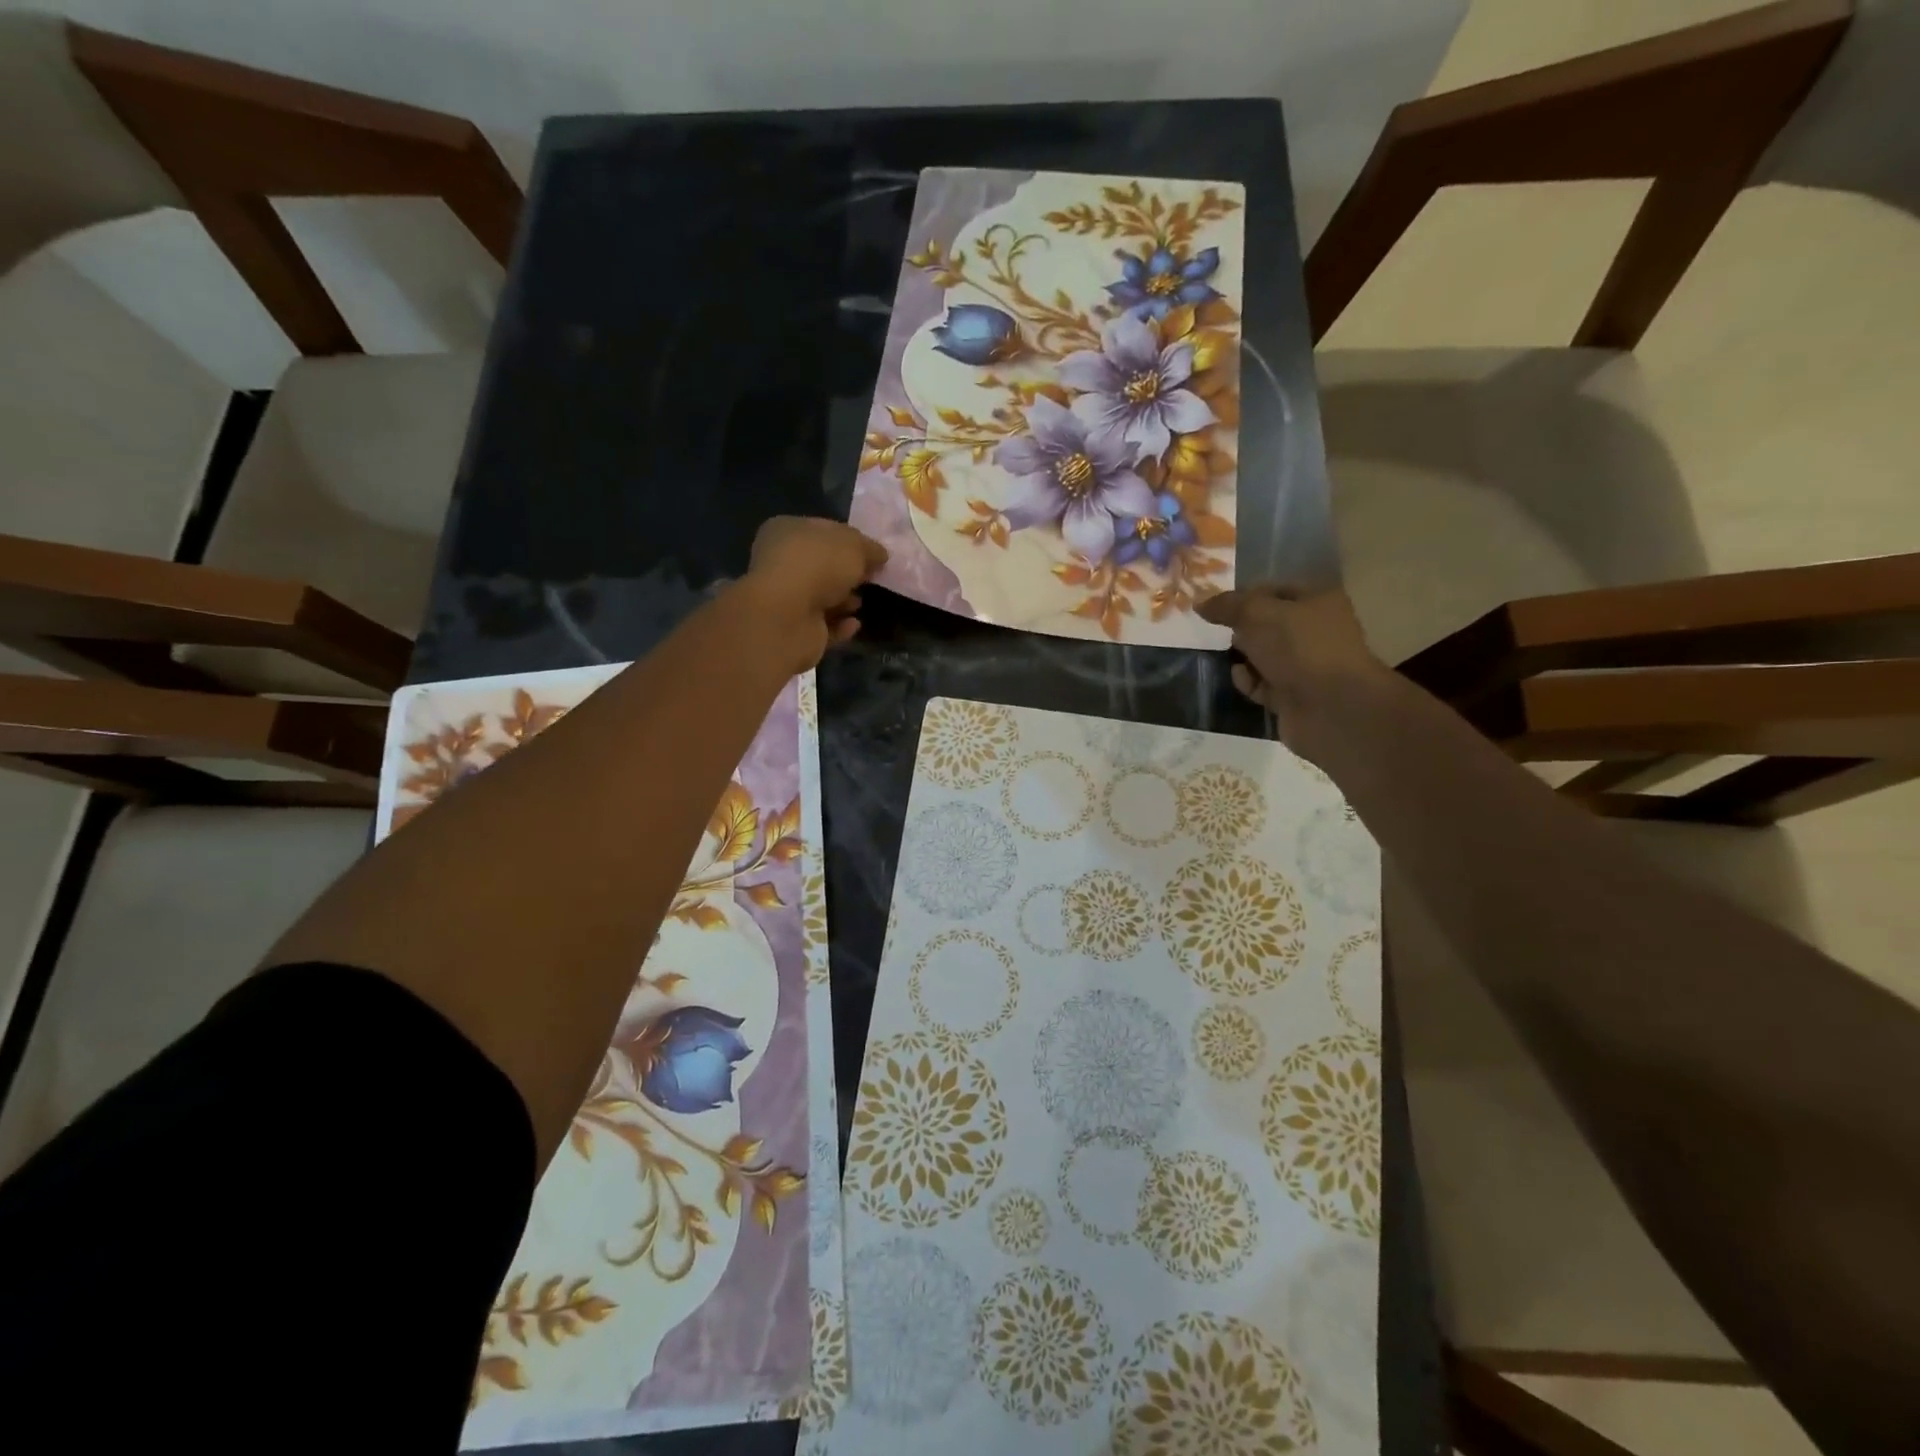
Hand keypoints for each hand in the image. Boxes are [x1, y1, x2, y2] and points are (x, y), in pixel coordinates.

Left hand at [741, 517, 888, 670]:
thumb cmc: (817, 566)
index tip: (873, 553)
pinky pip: (823, 625)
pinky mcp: (793, 629)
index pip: (822, 531)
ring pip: (820, 597)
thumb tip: (879, 556)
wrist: (788, 616)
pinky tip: (855, 624)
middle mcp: (781, 563)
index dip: (849, 540)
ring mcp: (785, 598)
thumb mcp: (854, 546)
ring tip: (860, 602)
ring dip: (843, 600)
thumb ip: (870, 549)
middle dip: (846, 573)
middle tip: (870, 578)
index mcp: (786, 531)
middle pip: (821, 566)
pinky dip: (839, 625)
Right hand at [1196, 584, 1392, 763]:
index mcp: (1317, 601)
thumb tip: (1200, 602)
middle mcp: (1315, 630)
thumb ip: (1228, 605)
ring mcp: (1306, 665)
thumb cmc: (1299, 648)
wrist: (1331, 708)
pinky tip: (1240, 678)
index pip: (1274, 589)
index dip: (1244, 594)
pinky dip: (1249, 681)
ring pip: (1264, 655)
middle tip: (1216, 630)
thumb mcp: (1258, 614)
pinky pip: (1264, 683)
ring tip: (1224, 655)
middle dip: (1241, 627)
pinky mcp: (1294, 695)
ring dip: (1242, 655)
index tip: (1215, 606)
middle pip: (1268, 623)